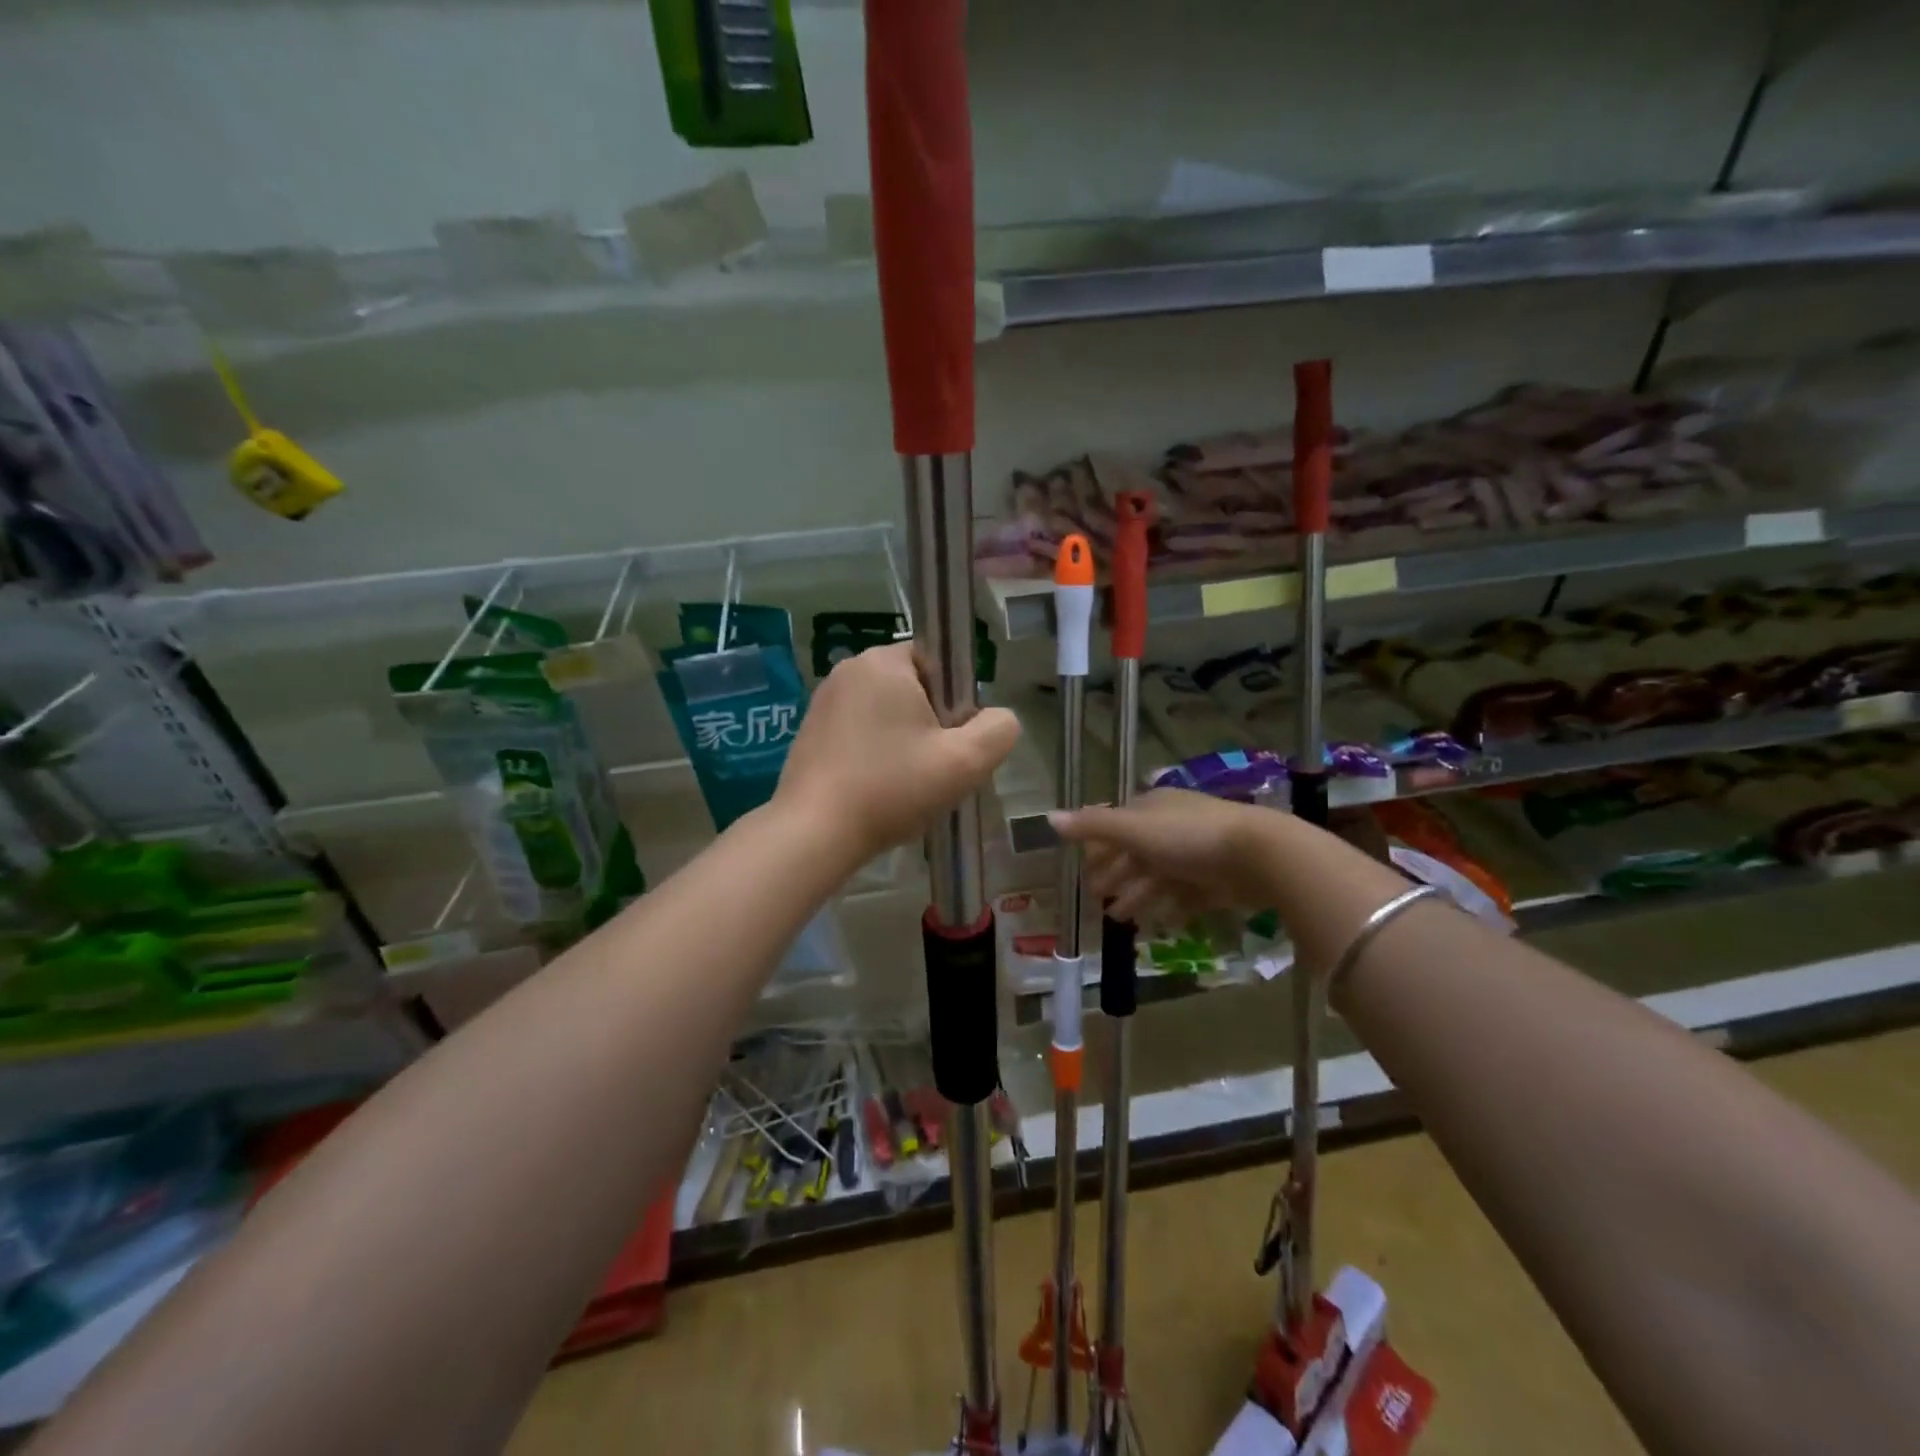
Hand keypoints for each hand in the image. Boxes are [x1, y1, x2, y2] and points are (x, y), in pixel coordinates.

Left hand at [774, 643, 1019, 866]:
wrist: (814, 833)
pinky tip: (876, 788)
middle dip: (931, 724)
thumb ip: (999, 730)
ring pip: (886, 712)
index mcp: (884, 662)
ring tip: (904, 784)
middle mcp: (849, 670)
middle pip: (913, 688)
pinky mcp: (810, 730)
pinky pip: (860, 731)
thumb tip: (998, 719)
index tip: (951, 740)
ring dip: (903, 741)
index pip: (939, 662)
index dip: (956, 701)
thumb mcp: (966, 762)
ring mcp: (824, 700)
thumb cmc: (892, 788)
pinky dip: (875, 753)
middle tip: (933, 768)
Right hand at [1051, 789, 1276, 923]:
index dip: (1099, 848)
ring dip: (1138, 896)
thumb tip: (1049, 818)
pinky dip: (1170, 907)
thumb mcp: (1134, 830)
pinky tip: (1161, 923)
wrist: (1257, 854)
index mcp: (1152, 807)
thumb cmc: (1188, 837)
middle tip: (1097, 901)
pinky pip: (1186, 895)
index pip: (1117, 825)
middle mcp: (1173, 826)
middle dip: (1116, 876)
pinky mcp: (1217, 879)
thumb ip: (1092, 826)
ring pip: (1159, 876)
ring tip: (1121, 919)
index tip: (1084, 871)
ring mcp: (1197, 853)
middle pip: (1136, 853)